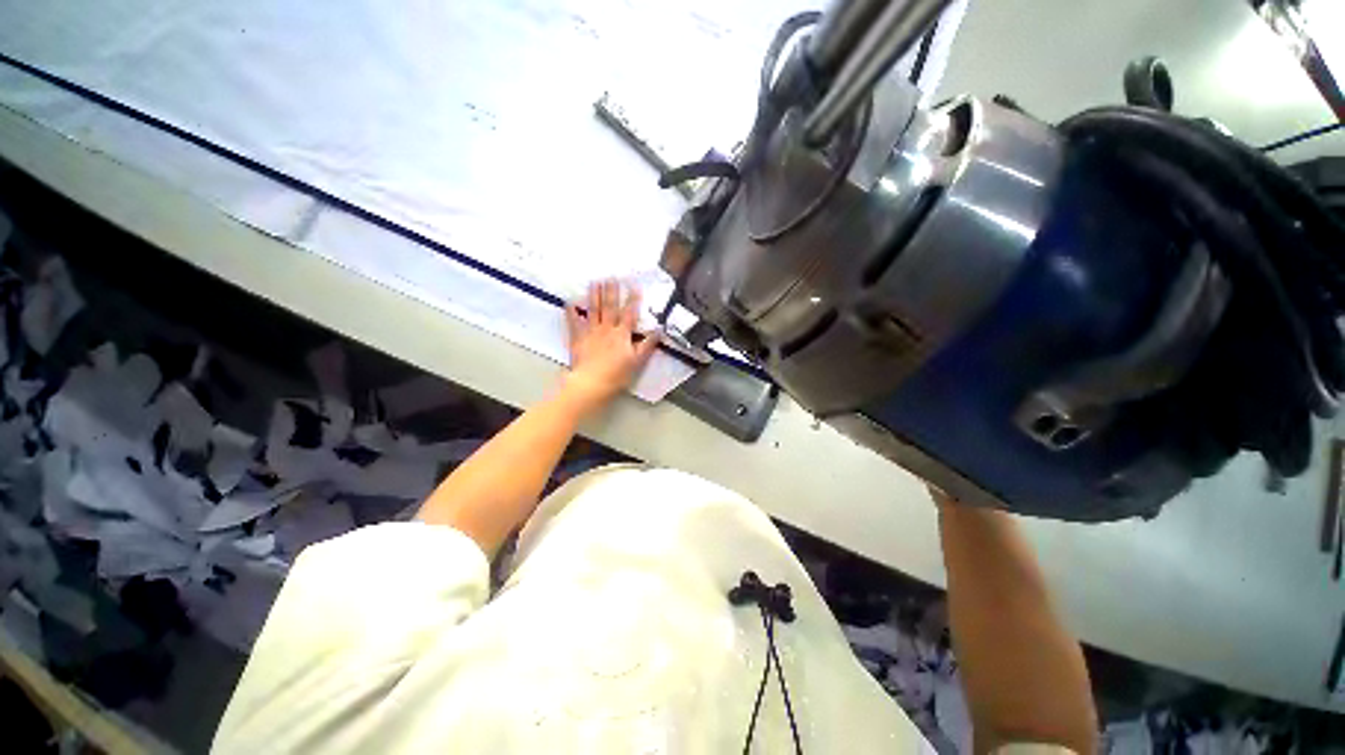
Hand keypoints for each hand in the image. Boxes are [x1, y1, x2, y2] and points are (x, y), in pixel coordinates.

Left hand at [561, 280, 660, 413]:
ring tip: (595, 282)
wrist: (592, 383)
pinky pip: (574, 322)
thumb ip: (648, 344)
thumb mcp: (638, 361)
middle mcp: (607, 329)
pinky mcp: (578, 338)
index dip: (633, 299)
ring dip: (594, 295)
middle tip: (611, 276)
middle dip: (612, 291)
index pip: (629, 313)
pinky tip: (569, 301)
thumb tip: (659, 330)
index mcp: (622, 334)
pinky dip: (571, 312)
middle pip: (610, 307)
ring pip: (593, 310)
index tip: (634, 286)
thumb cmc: (617, 374)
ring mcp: (591, 332)